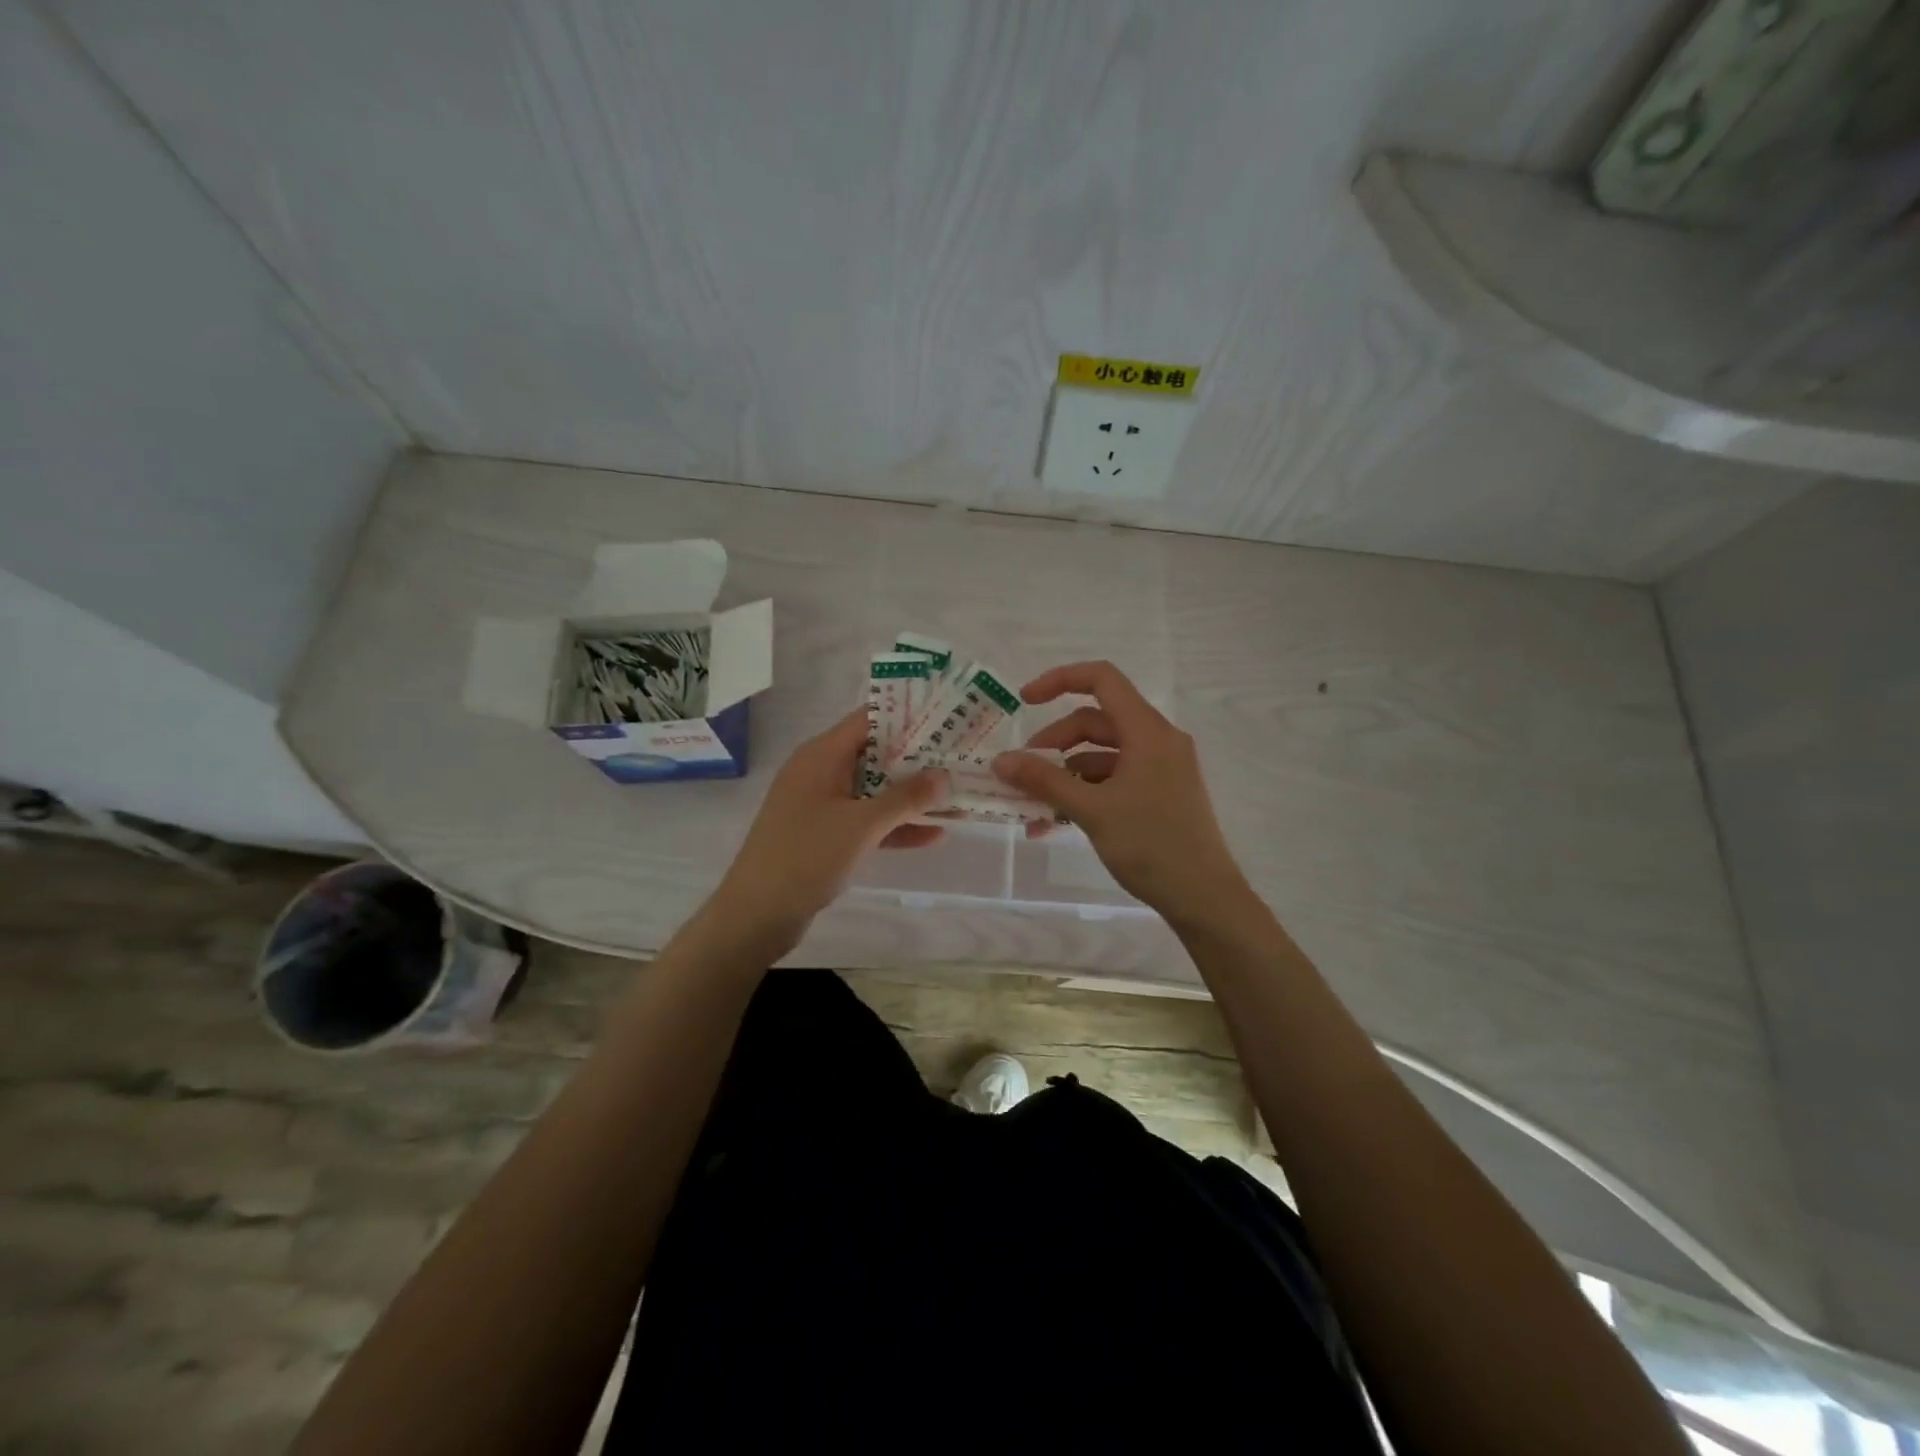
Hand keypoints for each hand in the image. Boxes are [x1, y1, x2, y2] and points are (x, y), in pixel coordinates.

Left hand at [704, 709, 945, 954]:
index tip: (946, 717)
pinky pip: (867, 821)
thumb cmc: (807, 855)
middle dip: (918, 759)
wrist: (758, 913)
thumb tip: (944, 776)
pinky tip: (935, 834)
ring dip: (912, 796)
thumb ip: (906, 798)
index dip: (908, 716)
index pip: (869, 720)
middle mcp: (821, 772)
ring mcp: (822, 805)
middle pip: (876, 755)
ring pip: (875, 791)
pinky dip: (895, 825)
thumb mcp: (862, 824)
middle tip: (961, 757)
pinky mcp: (825, 835)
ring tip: (957, 796)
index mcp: (821, 755)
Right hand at [992, 661, 1248, 922]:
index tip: (1024, 701)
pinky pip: (1115, 777)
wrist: (1203, 897)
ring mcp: (1161, 767)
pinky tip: (1055, 822)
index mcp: (1148, 731)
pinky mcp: (1160, 792)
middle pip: (1097, 721)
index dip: (1059, 680)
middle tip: (1024, 769)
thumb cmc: (1150, 845)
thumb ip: (1044, 780)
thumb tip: (1000, 761)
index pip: (1102, 679)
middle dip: (1055, 741)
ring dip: (1066, 772)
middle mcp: (1158, 740)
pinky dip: (1085, 790)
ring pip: (1103, 753)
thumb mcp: (1091, 810)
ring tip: (1033, 804)